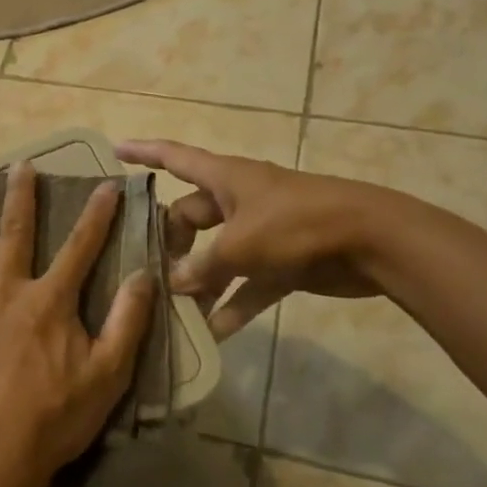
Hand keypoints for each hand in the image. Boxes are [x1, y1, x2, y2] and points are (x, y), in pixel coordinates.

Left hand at [0, 162, 155, 486]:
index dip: (96, 214)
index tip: (106, 184)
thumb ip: (127, 322)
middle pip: (15, 233)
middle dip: (21, 196)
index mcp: (49, 301)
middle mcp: (6, 291)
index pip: (79, 247)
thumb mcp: (107, 374)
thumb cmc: (54, 417)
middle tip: (20, 164)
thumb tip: (143, 275)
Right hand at [115, 139, 399, 338]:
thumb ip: (203, 266)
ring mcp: (262, 231)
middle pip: (191, 216)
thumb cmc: (298, 225)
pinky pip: (248, 284)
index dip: (144, 153)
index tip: (115, 151)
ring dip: (200, 283)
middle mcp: (239, 200)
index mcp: (225, 178)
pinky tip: (214, 334)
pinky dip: (234, 305)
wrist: (371, 241)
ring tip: (173, 312)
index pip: (174, 157)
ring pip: (218, 256)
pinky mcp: (284, 262)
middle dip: (170, 244)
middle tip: (147, 274)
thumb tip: (176, 284)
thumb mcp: (240, 245)